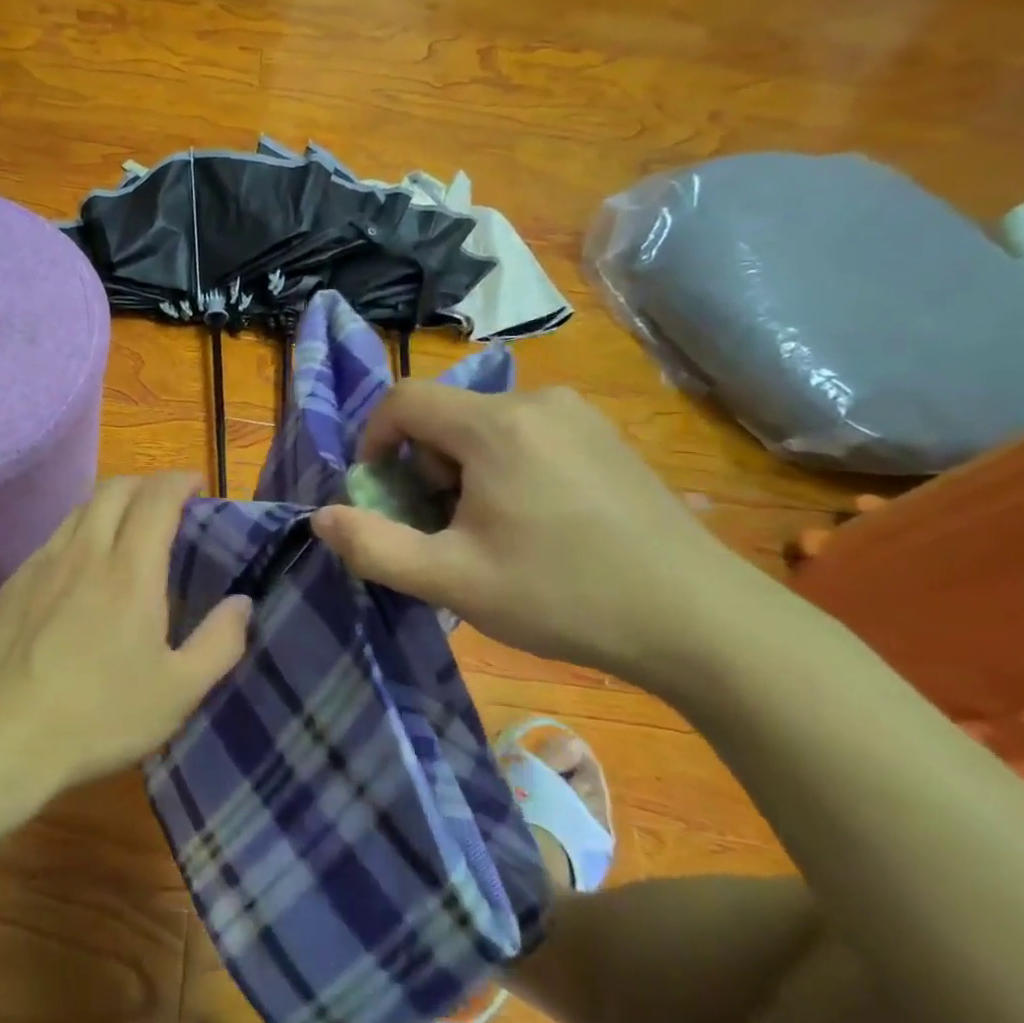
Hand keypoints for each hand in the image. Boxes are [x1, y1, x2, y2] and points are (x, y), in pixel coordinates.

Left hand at [0, 472, 252, 792]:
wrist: (1, 735)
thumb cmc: (99, 716)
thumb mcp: (178, 692)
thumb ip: (219, 643)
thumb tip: (242, 602)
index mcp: (130, 571)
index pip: (157, 498)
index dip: (180, 481)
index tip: (197, 483)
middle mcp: (85, 552)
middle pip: (114, 489)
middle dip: (146, 483)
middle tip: (166, 502)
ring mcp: (42, 564)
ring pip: (80, 509)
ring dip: (110, 503)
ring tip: (126, 527)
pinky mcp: (13, 583)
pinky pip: (53, 538)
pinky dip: (79, 531)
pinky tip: (81, 566)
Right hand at [312, 383, 792, 699]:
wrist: (703, 622)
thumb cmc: (564, 595)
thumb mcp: (451, 580)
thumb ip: (373, 547)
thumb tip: (321, 517)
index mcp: (496, 425)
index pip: (403, 400)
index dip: (373, 440)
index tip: (378, 492)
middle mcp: (537, 401)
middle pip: (444, 416)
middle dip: (421, 467)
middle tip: (439, 528)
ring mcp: (580, 417)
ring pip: (484, 427)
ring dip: (461, 471)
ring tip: (486, 533)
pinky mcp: (607, 438)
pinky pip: (526, 435)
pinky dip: (503, 468)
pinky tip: (533, 525)